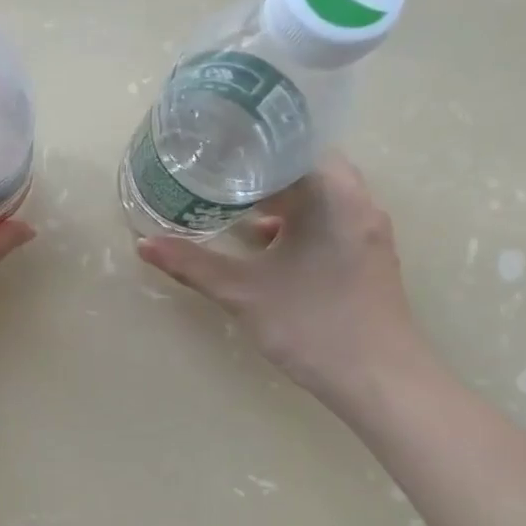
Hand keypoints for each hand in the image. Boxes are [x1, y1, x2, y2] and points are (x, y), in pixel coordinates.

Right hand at [135, 154, 427, 415]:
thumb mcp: (244, 293)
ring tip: (231, 198)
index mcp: (335, 198)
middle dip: (262, 169)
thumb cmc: (314, 325)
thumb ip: (192, 265)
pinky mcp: (366, 255)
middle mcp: (358, 205)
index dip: (256, 141)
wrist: (382, 383)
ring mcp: (366, 231)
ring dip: (279, 196)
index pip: (296, 146)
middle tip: (216, 167)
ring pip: (318, 195)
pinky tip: (262, 240)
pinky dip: (296, 219)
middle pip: (307, 168)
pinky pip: (327, 218)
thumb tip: (143, 244)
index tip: (219, 143)